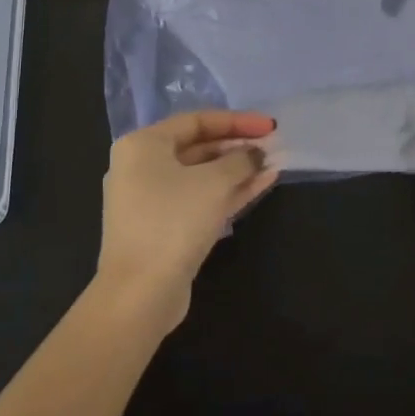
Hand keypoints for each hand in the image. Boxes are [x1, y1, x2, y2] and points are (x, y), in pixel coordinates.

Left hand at [97, 110, 278, 332]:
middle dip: (238, 146)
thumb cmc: (173, 222)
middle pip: (199, 147)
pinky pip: (201, 199)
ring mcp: (152, 200)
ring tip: (275, 163)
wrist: (140, 294)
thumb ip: (240, 160)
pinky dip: (229, 191)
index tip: (269, 126)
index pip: (196, 121)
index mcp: (143, 145)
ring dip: (238, 169)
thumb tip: (256, 154)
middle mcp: (142, 167)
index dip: (237, 121)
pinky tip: (262, 183)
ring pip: (202, 175)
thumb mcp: (213, 183)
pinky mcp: (165, 228)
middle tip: (274, 145)